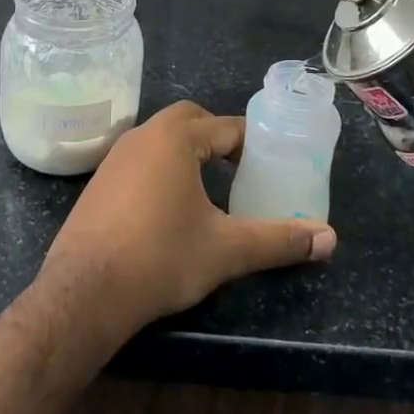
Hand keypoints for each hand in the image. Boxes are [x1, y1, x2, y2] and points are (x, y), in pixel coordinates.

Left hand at [38, 102, 336, 337]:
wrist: (84, 293)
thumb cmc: (161, 258)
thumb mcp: (226, 250)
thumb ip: (278, 240)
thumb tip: (329, 239)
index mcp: (176, 138)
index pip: (225, 126)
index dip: (252, 141)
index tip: (272, 160)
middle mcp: (143, 136)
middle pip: (190, 120)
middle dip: (217, 137)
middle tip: (240, 169)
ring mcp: (115, 158)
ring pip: (161, 138)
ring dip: (187, 151)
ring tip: (209, 186)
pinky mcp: (98, 183)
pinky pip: (139, 159)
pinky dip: (161, 169)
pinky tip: (168, 207)